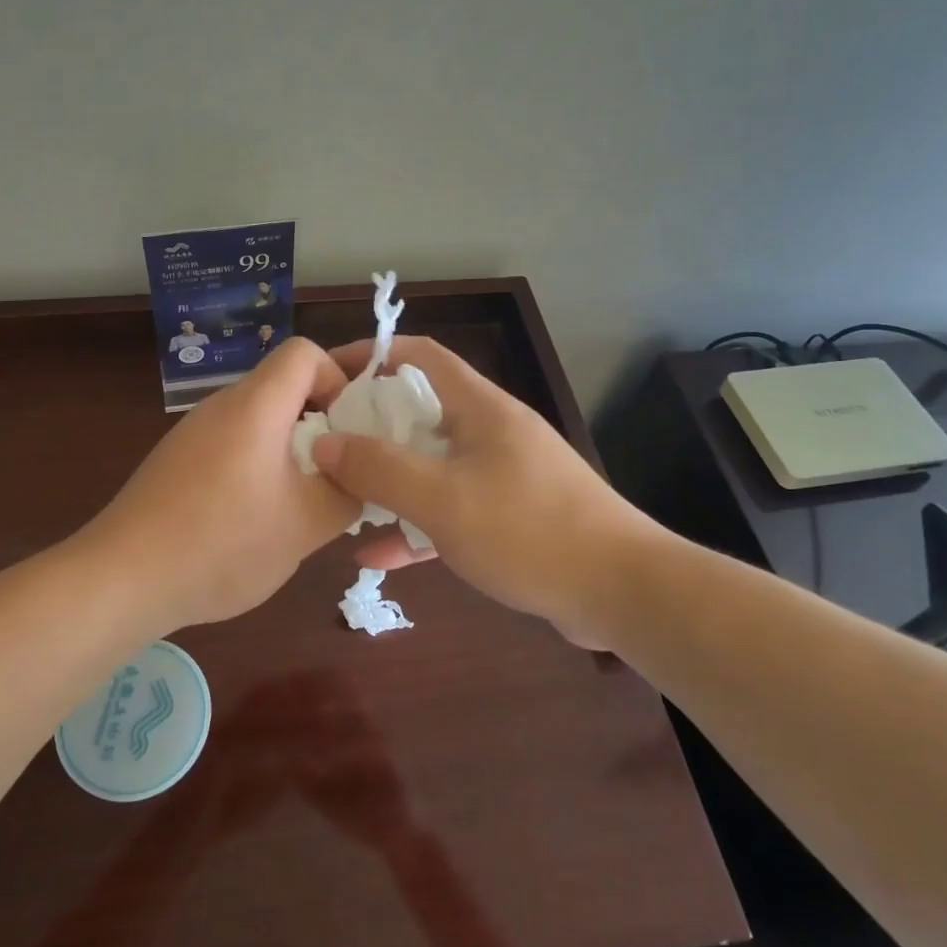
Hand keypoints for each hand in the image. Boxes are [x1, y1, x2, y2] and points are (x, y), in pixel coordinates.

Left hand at [83, 338, 358, 630]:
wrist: (123, 578)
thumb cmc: (223, 542)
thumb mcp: (307, 523)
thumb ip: (348, 492)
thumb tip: (358, 477)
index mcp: (255, 404)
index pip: (305, 352)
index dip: (338, 379)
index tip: (350, 431)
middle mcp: (221, 406)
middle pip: (283, 386)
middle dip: (321, 421)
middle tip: (339, 470)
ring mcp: (193, 434)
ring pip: (259, 420)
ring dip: (290, 450)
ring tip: (302, 501)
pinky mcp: (176, 462)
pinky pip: (232, 446)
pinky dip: (257, 467)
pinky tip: (256, 519)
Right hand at [311, 336, 666, 645]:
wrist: (622, 591)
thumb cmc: (528, 530)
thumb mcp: (443, 499)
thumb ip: (379, 469)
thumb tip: (323, 443)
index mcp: (480, 408)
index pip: (421, 357)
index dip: (374, 354)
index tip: (330, 374)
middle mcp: (491, 432)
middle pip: (420, 413)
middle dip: (370, 428)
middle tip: (325, 447)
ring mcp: (502, 476)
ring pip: (431, 467)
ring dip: (389, 483)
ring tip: (341, 501)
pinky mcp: (510, 518)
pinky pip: (450, 511)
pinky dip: (415, 527)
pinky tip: (375, 558)